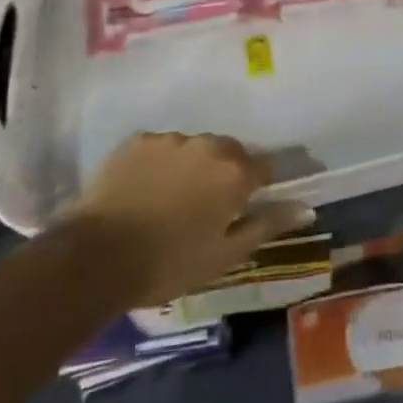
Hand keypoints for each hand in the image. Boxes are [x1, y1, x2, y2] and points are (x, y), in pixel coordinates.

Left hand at [67, 133, 315, 306]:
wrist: (98, 256)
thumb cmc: (169, 263)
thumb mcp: (225, 255)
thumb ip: (267, 225)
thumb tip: (305, 207)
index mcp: (234, 172)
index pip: (265, 166)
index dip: (260, 185)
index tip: (249, 204)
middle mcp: (207, 145)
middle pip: (229, 152)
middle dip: (226, 173)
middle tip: (208, 207)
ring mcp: (170, 139)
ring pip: (194, 148)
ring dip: (192, 167)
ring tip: (172, 200)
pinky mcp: (138, 140)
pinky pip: (161, 148)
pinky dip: (161, 164)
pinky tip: (146, 191)